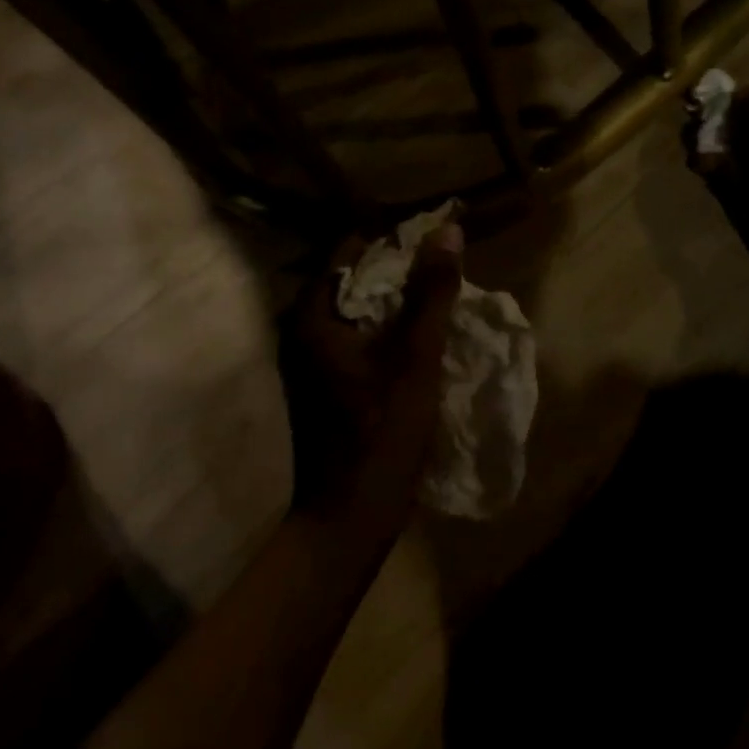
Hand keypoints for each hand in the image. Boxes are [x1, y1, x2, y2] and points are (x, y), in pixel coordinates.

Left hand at [278, 224, 463, 534]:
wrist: (349, 518)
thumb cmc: (381, 433)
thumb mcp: (416, 358)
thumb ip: (431, 293)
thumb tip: (447, 231)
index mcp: (312, 316)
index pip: (349, 251)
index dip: (392, 239)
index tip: (433, 237)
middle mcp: (301, 329)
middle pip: (352, 278)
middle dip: (397, 268)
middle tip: (442, 263)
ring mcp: (308, 357)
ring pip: (355, 308)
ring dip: (393, 298)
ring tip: (437, 291)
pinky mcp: (321, 379)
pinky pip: (354, 333)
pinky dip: (383, 325)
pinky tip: (416, 331)